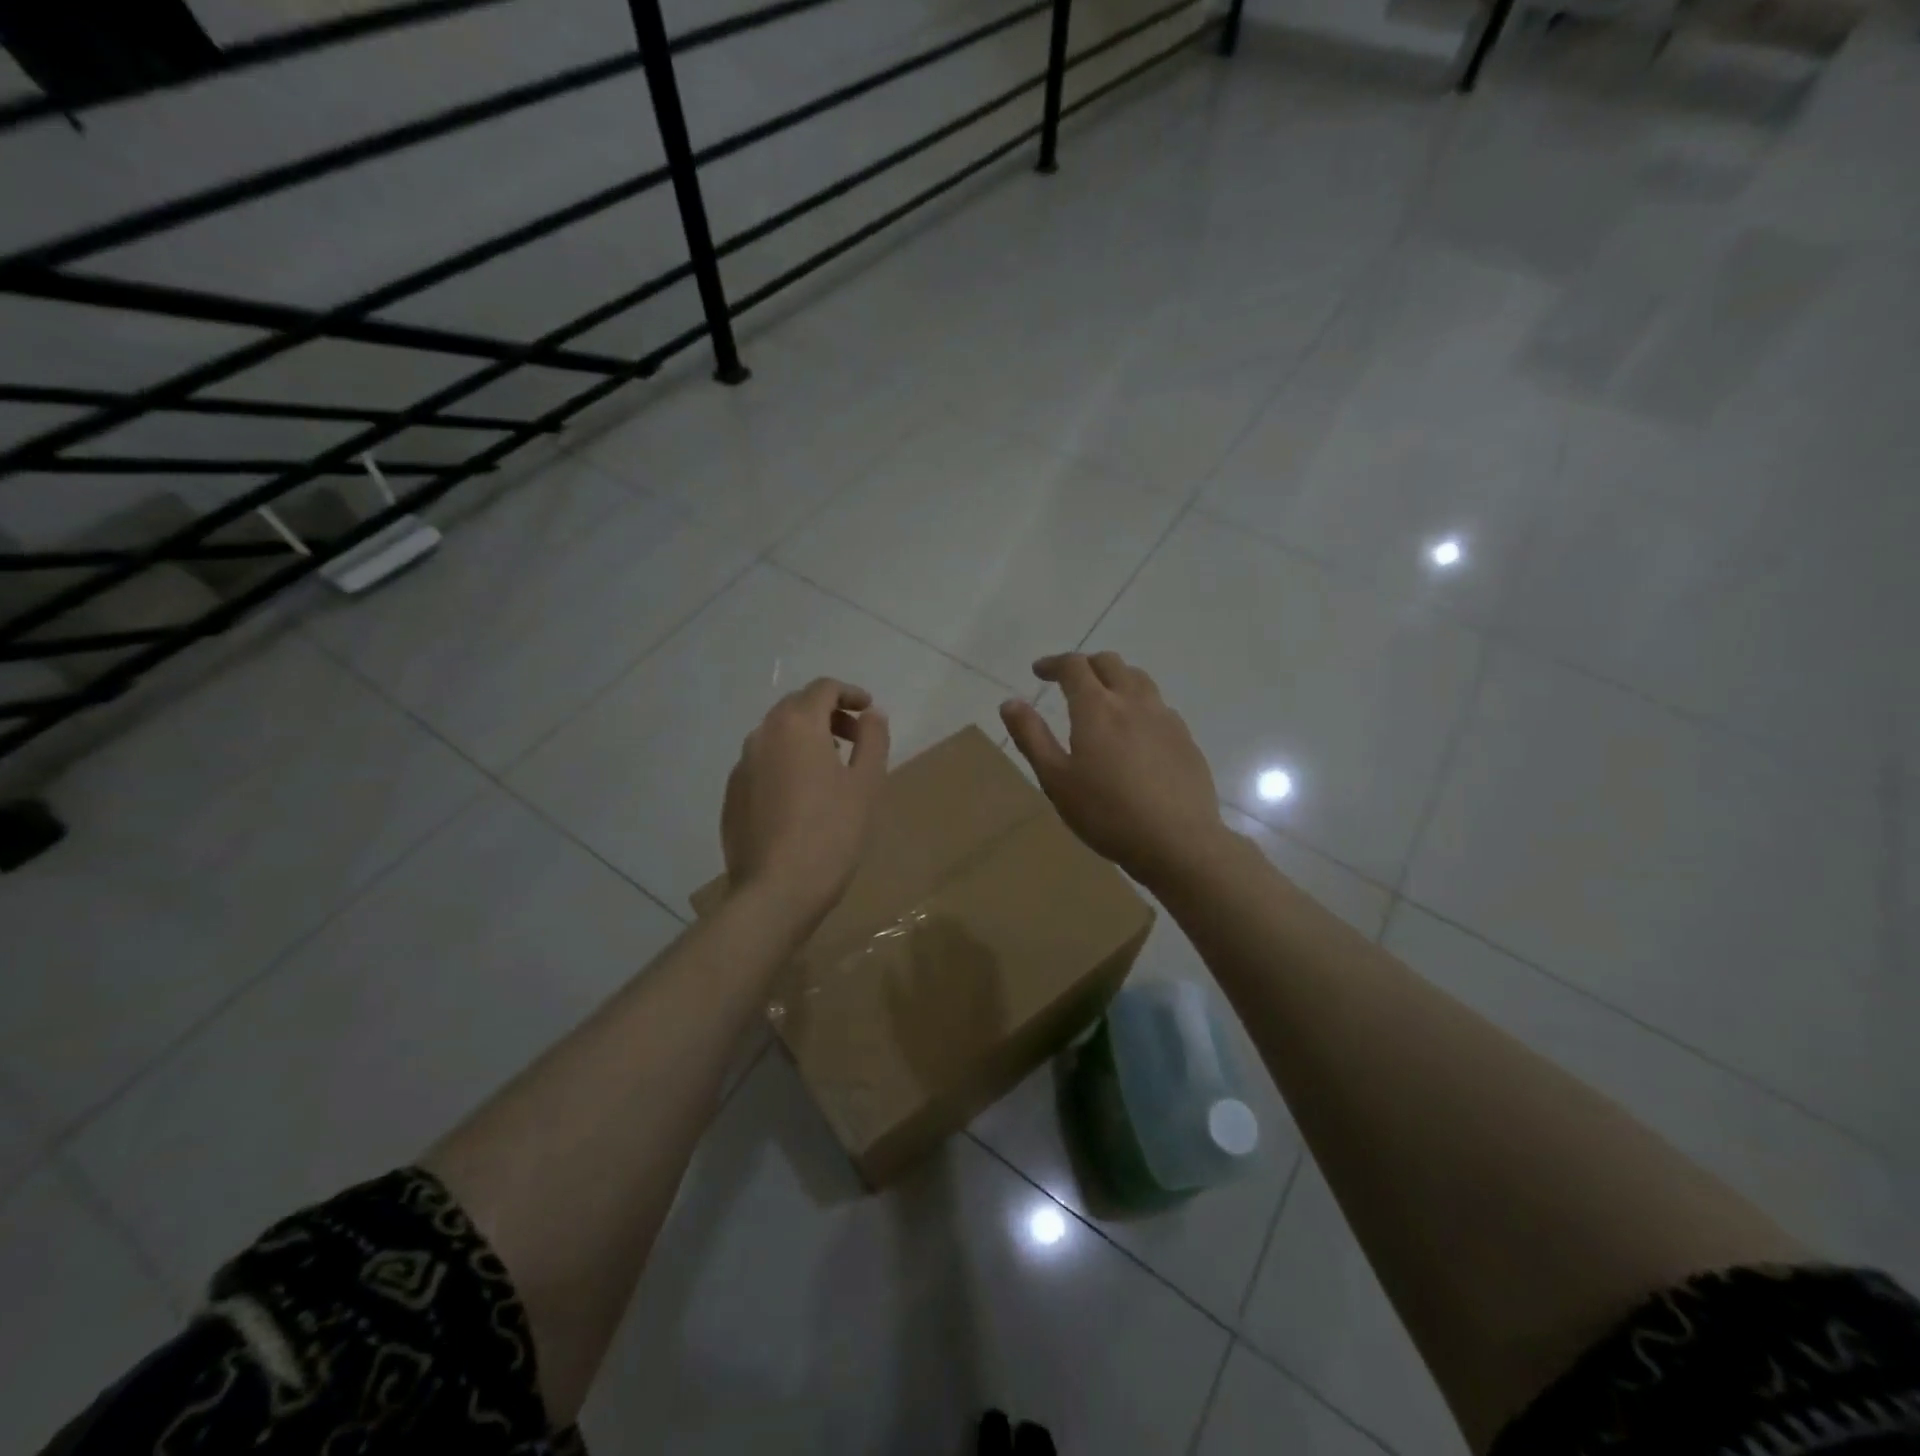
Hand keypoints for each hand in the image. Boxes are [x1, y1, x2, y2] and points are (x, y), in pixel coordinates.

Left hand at [722, 678, 890, 928]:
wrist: (776, 891)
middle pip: (796, 707)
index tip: (869, 710)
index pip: (823, 688)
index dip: (850, 693)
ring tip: (831, 767)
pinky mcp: (732, 795)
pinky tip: (802, 796)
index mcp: (797, 725)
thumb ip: (873, 739)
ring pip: (776, 735)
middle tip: (855, 738)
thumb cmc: (831, 833)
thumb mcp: (866, 784)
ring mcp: (741, 766)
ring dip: (806, 738)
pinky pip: (763, 764)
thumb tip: (872, 714)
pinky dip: (786, 763)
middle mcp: (762, 735)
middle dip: (828, 714)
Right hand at [1000, 652, 1225, 890]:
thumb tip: (1010, 702)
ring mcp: (1164, 718)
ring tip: (1104, 699)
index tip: (1039, 671)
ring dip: (1116, 678)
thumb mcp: (1056, 780)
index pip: (1074, 666)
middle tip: (1069, 682)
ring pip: (1139, 679)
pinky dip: (1139, 704)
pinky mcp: (1185, 739)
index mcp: (1097, 707)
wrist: (1177, 841)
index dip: (1054, 663)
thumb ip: (1031, 737)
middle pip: (1110, 663)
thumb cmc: (1106, 813)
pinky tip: (1135, 731)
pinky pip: (1158, 706)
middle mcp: (1133, 701)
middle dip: (1085, 665)